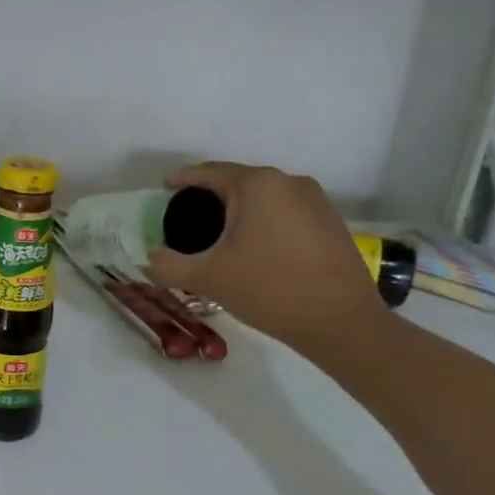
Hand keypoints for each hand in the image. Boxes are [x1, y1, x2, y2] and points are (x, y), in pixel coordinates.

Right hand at [147, 162, 388, 350]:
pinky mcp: (330, 221)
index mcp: (256, 185)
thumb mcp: (207, 278)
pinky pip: (284, 210)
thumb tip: (153, 256)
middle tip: (186, 217)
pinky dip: (262, 220)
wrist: (341, 323)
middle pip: (237, 181)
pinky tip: (253, 246)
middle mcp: (288, 182)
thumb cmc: (269, 289)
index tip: (163, 189)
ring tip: (218, 233)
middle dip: (210, 195)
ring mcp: (315, 200)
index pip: (209, 172)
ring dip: (238, 209)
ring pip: (263, 196)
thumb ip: (168, 264)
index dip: (182, 179)